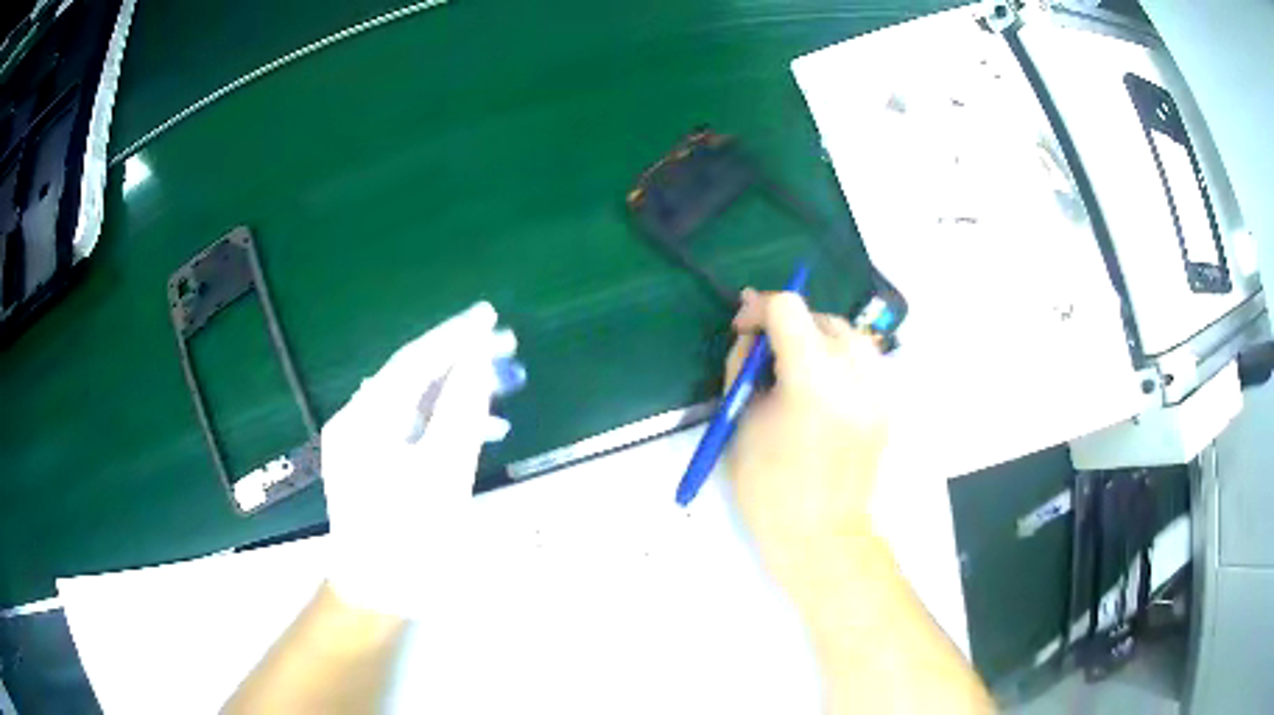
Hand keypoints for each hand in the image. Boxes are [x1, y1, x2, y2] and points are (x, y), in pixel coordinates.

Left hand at [320, 302, 516, 616]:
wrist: (378, 593)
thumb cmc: (410, 539)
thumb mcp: (444, 475)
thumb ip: (462, 413)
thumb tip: (477, 361)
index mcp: (365, 420)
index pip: (413, 362)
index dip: (453, 336)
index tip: (490, 317)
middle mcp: (357, 422)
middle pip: (412, 378)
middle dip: (461, 363)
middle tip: (506, 349)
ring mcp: (362, 444)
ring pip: (415, 404)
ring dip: (457, 395)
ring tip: (504, 389)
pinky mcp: (373, 464)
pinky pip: (411, 430)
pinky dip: (443, 425)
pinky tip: (479, 431)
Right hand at [725, 289, 889, 603]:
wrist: (821, 537)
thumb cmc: (768, 489)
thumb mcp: (741, 421)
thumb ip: (745, 367)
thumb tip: (751, 335)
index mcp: (814, 380)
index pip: (789, 309)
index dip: (759, 308)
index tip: (742, 327)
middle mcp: (855, 375)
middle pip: (821, 317)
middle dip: (787, 324)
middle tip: (764, 354)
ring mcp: (879, 389)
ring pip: (847, 334)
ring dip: (815, 338)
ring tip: (794, 368)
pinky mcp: (887, 405)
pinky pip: (863, 361)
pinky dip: (837, 359)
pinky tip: (820, 387)